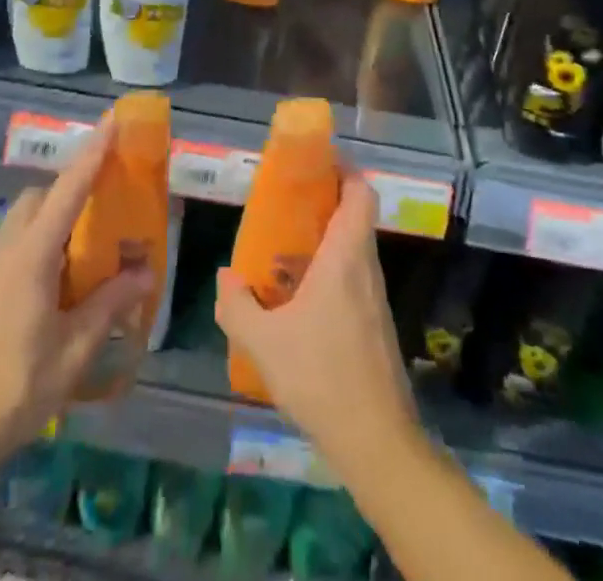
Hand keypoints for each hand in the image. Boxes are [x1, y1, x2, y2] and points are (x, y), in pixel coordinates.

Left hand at [0, 116, 153, 466]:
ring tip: (92, 229)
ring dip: (59, 207)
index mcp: (33, 255)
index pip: (69, 189)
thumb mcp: (75, 349)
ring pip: (29, 215)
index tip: (114, 120)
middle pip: (44, 195)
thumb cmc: (17, 387)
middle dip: (76, 181)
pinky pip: (21, 237)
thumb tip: (145, 269)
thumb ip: (111, 303)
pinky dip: (46, 231)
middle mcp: (11, 247)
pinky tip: (64, 266)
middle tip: (111, 190)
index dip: (93, 152)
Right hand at [214, 172, 419, 468]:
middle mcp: (366, 267)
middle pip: (355, 216)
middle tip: (287, 206)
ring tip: (285, 251)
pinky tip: (301, 300)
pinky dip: (331, 272)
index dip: (345, 170)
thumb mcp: (263, 342)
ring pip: (355, 249)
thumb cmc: (321, 376)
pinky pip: (355, 279)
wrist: (376, 440)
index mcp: (345, 256)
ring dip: (326, 241)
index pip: (361, 192)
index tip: (316, 163)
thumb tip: (225, 276)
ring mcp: (375, 297)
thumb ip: (237, 306)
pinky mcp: (377, 324)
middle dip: (324, 203)